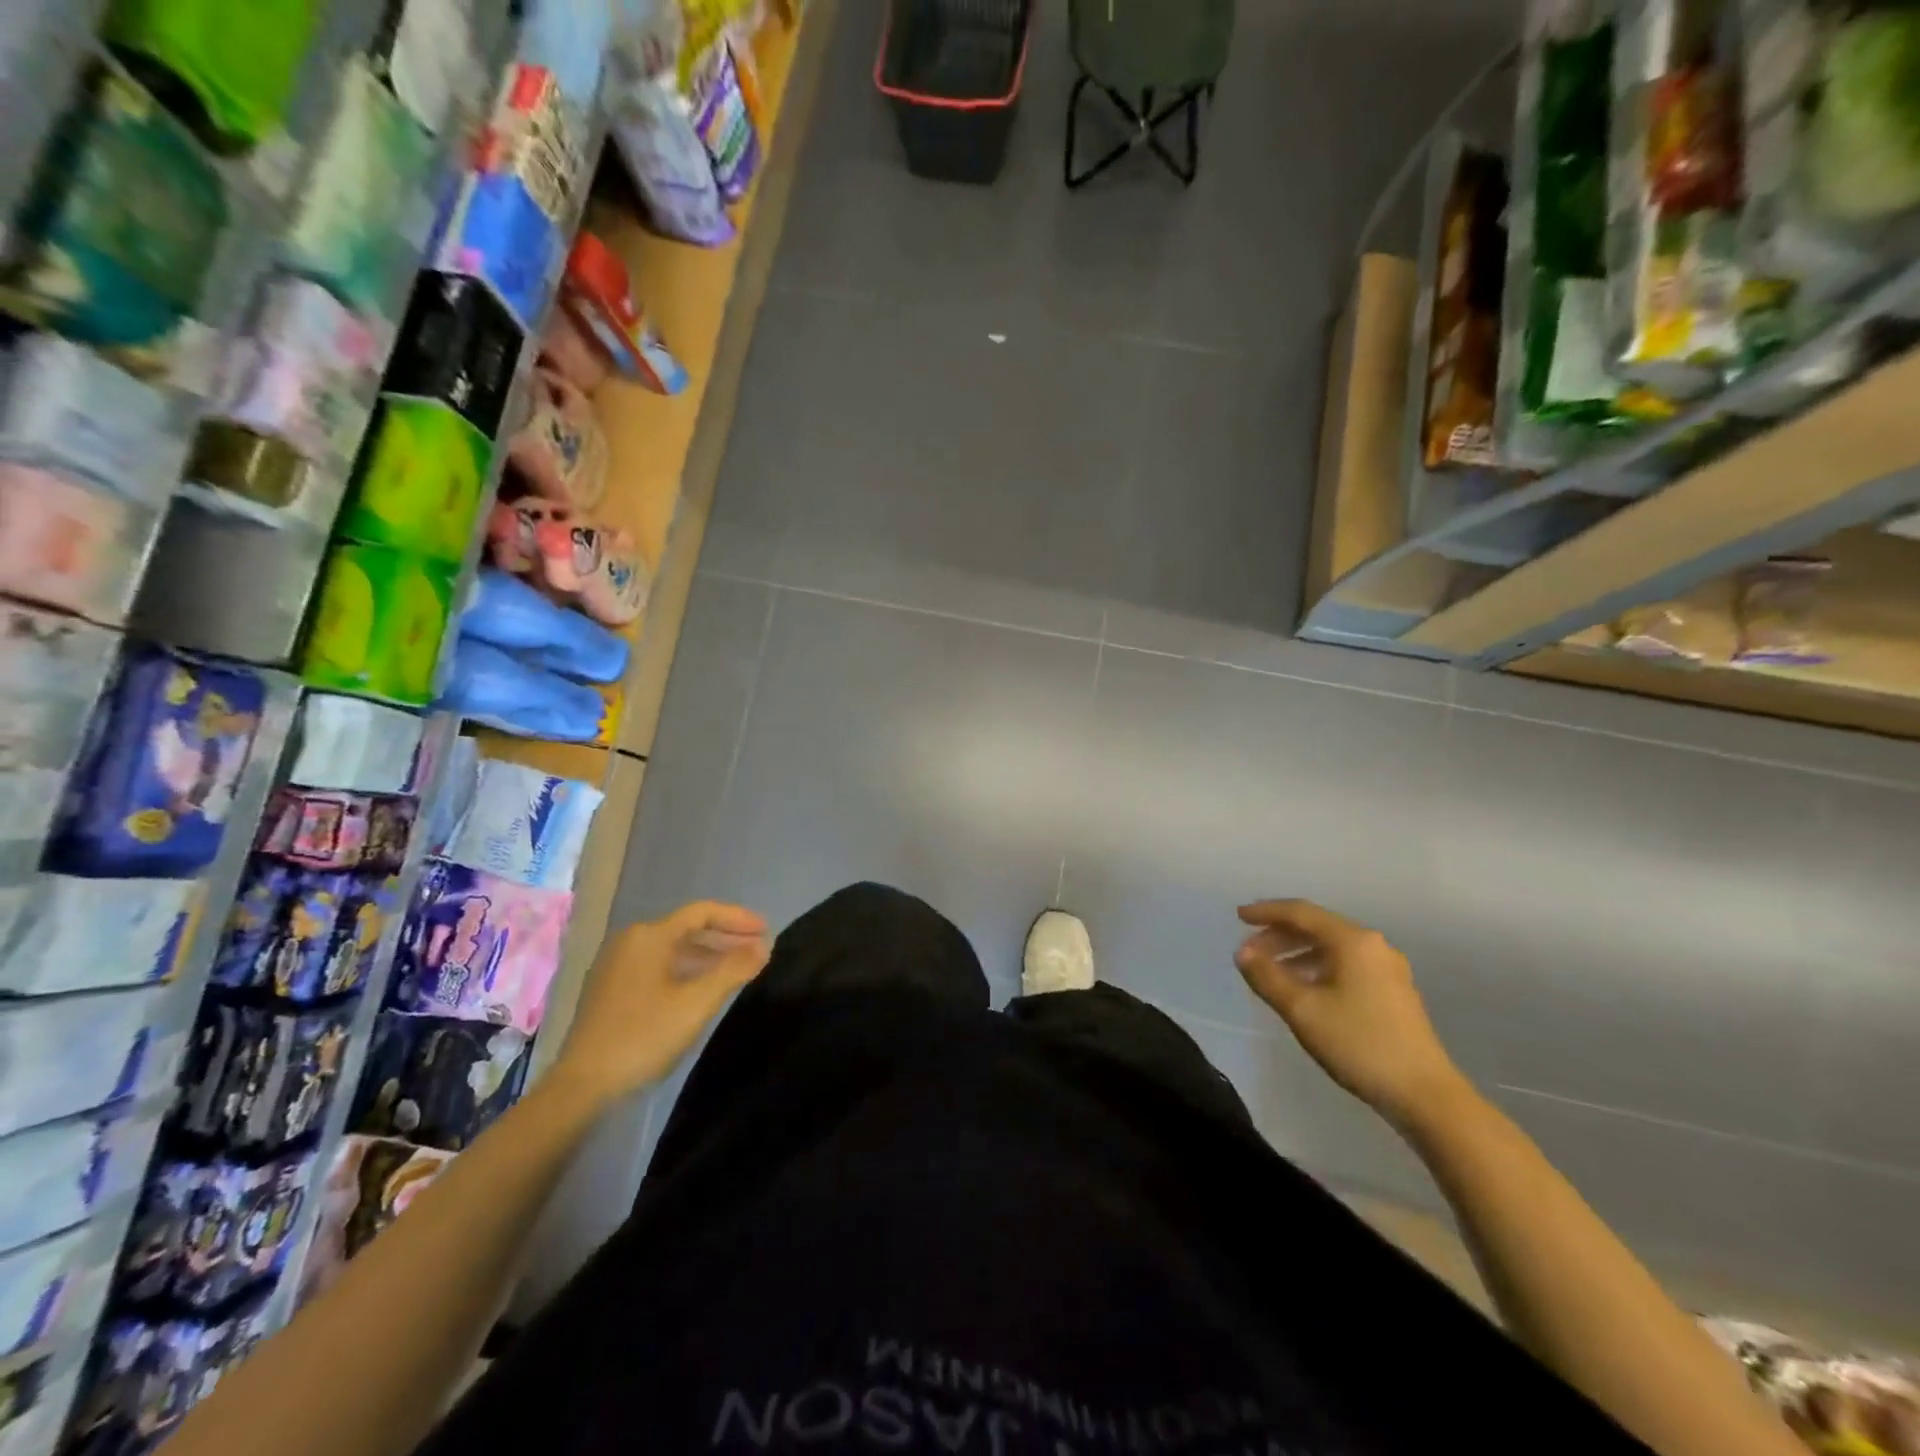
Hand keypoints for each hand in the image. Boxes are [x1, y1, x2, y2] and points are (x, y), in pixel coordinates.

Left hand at [547, 901, 770, 1107]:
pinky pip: (659, 967)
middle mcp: (631, 942)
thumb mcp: (697, 1002)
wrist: (583, 1086)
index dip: (738, 918)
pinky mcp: (612, 990)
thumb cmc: (643, 1036)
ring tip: (739, 968)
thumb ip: (733, 969)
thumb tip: (764, 946)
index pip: (702, 912)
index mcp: (649, 936)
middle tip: (759, 949)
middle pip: (688, 929)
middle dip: (726, 937)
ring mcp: (618, 966)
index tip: (767, 929)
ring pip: (674, 950)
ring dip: (708, 956)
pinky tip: (704, 988)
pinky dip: (687, 970)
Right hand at [1233, 899, 1467, 1128]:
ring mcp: (1387, 969)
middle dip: (1279, 935)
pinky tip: (1304, 989)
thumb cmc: (1359, 1044)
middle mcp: (1373, 945)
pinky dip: (1317, 967)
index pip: (1301, 912)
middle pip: (1317, 927)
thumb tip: (1243, 953)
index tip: (1238, 916)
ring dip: (1297, 953)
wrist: (1424, 1094)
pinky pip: (1346, 964)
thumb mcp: (1302, 1010)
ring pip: (1332, 947)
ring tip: (1271, 972)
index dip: (1266, 912)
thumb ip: (1267, 977)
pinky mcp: (1394, 991)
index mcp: (1352, 941)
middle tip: (1250, 952)